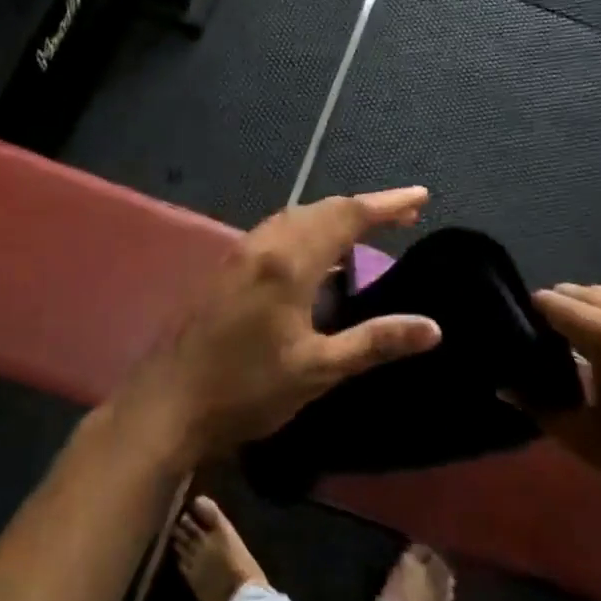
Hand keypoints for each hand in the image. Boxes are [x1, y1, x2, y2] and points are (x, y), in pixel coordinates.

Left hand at [114, 188, 442, 466]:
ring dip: (334, 216)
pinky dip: (309, 231)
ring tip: (367, 229)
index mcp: (289, 262)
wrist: (167, 404)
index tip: (422, 196)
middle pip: (322, 209)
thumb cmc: (247, 389)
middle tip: (405, 214)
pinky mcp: (227, 269)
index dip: (388, 203)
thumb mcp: (317, 370)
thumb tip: (432, 328)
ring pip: (296, 217)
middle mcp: (264, 245)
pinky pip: (278, 232)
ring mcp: (241, 254)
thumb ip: (375, 342)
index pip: (348, 216)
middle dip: (365, 207)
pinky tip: (318, 258)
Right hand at [532, 284, 600, 551]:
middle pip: (580, 294)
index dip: (525, 316)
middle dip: (554, 312)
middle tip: (538, 352)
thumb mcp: (592, 442)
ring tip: (574, 356)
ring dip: (587, 316)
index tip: (512, 341)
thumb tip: (505, 385)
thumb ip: (541, 408)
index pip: (549, 301)